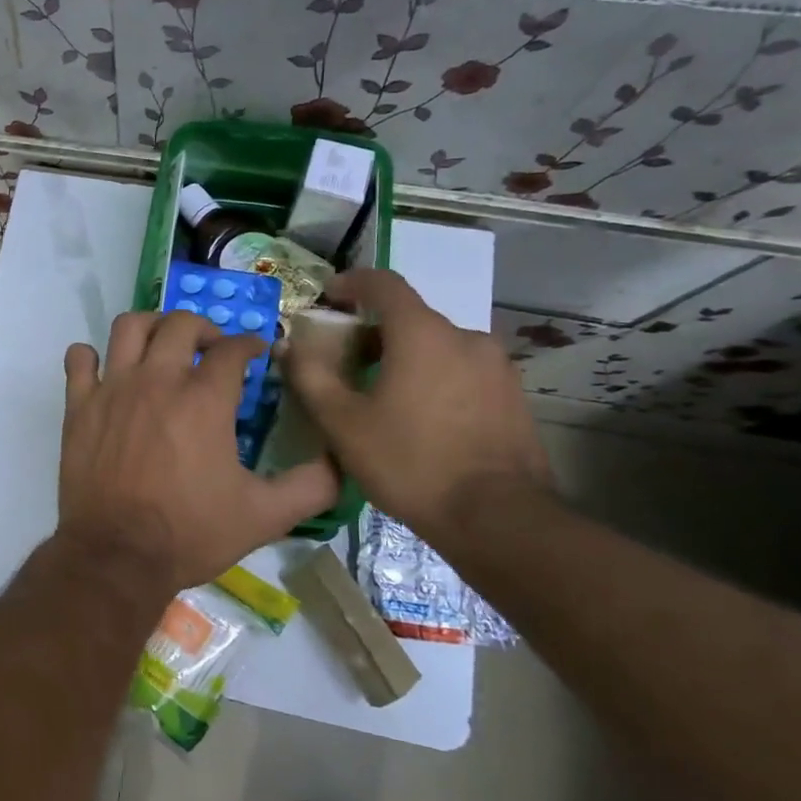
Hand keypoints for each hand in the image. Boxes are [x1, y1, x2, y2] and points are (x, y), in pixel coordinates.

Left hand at [58, 311, 338, 593]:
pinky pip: (79, 359)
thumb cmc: (191, 533)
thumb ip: (311, 486)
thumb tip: (341, 461)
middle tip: (211, 347)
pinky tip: (105, 370)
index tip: (256, 353)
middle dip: (204, 327)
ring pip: (129, 326)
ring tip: (162, 344)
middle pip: (181, 323)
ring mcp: (113, 388)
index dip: (250, 344)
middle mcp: (158, 380)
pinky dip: (91, 356)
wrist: (118, 556)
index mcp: (205, 399)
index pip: (232, 348)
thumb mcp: (266, 516)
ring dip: (150, 325)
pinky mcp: (79, 406)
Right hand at [284, 269, 549, 545]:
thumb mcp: (342, 423)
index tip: (328, 296)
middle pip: (410, 319)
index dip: (351, 282)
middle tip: (345, 363)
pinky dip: (434, 378)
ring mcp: (496, 367)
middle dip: (373, 333)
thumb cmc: (410, 462)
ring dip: (405, 358)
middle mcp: (465, 337)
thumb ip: (309, 376)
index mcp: (422, 333)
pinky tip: (420, 418)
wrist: (497, 519)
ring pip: (438, 347)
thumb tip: (288, 346)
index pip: (384, 284)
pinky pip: (462, 371)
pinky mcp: (513, 396)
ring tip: (382, 396)